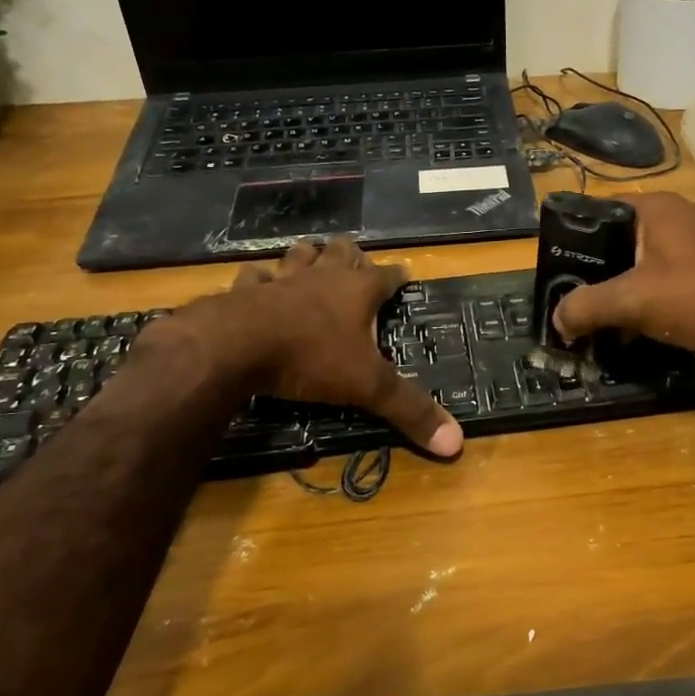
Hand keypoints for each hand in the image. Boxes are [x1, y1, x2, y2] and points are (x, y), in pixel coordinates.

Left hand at [218, 238, 462, 456]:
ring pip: (300, 255)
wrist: (238, 345)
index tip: (405, 274)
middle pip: (342, 252)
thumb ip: (409, 410)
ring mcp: (283, 279)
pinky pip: (255, 276)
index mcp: (358, 291)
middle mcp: (323, 276)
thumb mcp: (368, 386)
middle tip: (357, 262)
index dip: (398, 276)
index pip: (387, 275)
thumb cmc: (312, 358)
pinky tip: (260, 283)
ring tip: (313, 260)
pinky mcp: (246, 290)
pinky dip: (260, 279)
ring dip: (309, 257)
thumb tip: (456, 443)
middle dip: (352, 255)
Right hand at [553, 192, 694, 353]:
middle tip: (574, 300)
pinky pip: (667, 274)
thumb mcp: (635, 301)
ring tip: (601, 316)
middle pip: (619, 239)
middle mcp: (675, 214)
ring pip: (643, 260)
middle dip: (596, 271)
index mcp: (653, 208)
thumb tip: (557, 319)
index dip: (573, 241)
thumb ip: (589, 306)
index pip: (596, 212)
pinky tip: (639, 322)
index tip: (557, 272)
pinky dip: (650, 294)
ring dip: (623, 286)